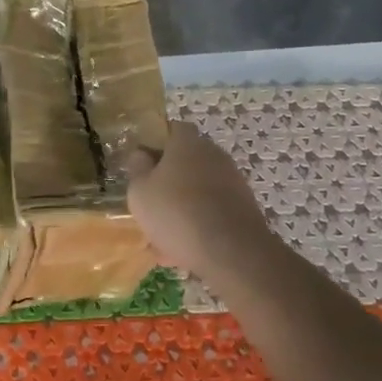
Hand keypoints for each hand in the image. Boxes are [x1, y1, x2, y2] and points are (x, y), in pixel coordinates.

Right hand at [124, 121, 271, 280]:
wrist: (231, 252)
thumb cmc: (176, 212)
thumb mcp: (140, 191)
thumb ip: (137, 168)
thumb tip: (141, 155)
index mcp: (188, 142)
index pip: (172, 128)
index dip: (156, 143)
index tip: (142, 163)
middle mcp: (214, 154)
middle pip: (186, 161)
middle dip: (168, 180)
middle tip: (150, 202)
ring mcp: (233, 181)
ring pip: (198, 190)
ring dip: (182, 206)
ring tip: (162, 236)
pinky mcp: (244, 208)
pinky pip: (212, 211)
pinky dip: (199, 224)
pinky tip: (182, 250)